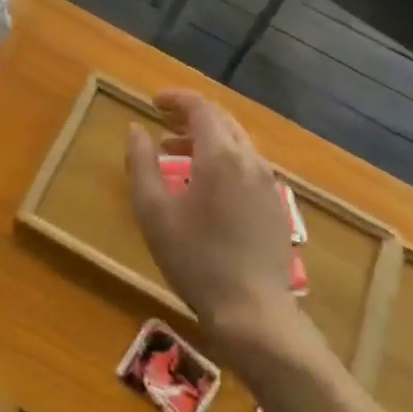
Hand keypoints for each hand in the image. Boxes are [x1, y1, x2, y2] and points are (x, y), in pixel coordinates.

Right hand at [126, 90, 302, 349]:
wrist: (253, 312)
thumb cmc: (196, 259)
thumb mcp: (153, 212)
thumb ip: (141, 164)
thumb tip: (136, 129)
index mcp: (220, 154)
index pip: (200, 107)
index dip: (176, 98)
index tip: (153, 102)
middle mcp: (249, 159)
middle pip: (221, 120)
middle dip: (190, 116)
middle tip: (162, 124)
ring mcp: (268, 182)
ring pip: (236, 143)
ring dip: (206, 139)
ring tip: (176, 154)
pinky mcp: (276, 205)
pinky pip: (248, 166)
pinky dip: (224, 160)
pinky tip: (206, 186)